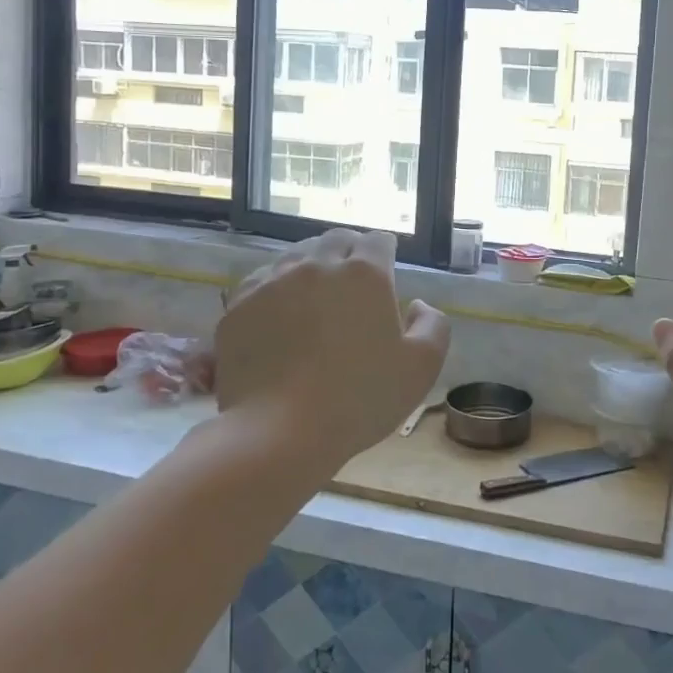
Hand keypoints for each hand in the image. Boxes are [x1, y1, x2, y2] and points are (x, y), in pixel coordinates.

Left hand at [213, 229, 449, 465]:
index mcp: (365, 275)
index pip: (378, 241)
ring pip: (297, 256)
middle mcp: (318, 266)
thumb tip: (417, 305)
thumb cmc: (359, 399)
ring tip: (315, 295)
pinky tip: (279, 312)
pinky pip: (261, 280)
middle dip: (349, 251)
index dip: (386, 251)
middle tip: (353, 280)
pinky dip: (275, 287)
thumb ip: (433, 326)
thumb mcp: (421, 368)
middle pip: (336, 240)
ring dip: (312, 266)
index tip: (387, 268)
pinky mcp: (239, 305)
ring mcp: (273, 282)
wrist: (278, 432)